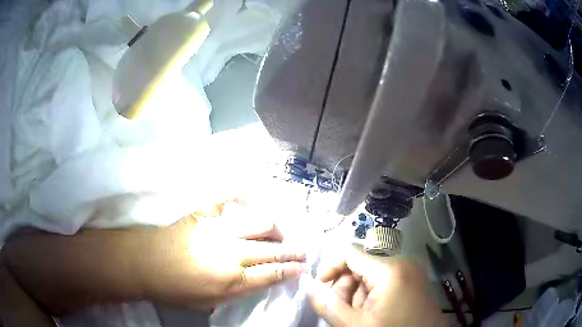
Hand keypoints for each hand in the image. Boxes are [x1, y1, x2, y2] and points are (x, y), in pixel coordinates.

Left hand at [138, 200, 307, 308]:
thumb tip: (257, 279)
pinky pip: (229, 201)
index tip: (303, 267)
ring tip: (281, 233)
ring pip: (258, 225)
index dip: (290, 270)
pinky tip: (252, 203)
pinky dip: (243, 200)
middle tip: (304, 250)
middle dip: (292, 251)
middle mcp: (230, 253)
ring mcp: (217, 229)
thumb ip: (237, 290)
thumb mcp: (209, 302)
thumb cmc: (175, 289)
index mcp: (231, 279)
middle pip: (270, 250)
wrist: (145, 262)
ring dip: (275, 230)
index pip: (271, 274)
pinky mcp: (204, 214)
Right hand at [304, 246, 443, 326]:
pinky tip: (373, 314)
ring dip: (358, 294)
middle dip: (345, 288)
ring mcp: (412, 271)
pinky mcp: (415, 280)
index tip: (319, 289)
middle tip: (341, 311)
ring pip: (371, 275)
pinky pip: (385, 281)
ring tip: (359, 316)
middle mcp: (404, 263)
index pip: (349, 253)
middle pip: (360, 265)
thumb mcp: (353, 325)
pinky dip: (372, 295)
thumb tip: (306, 283)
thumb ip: (326, 303)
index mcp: (390, 269)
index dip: (328, 268)